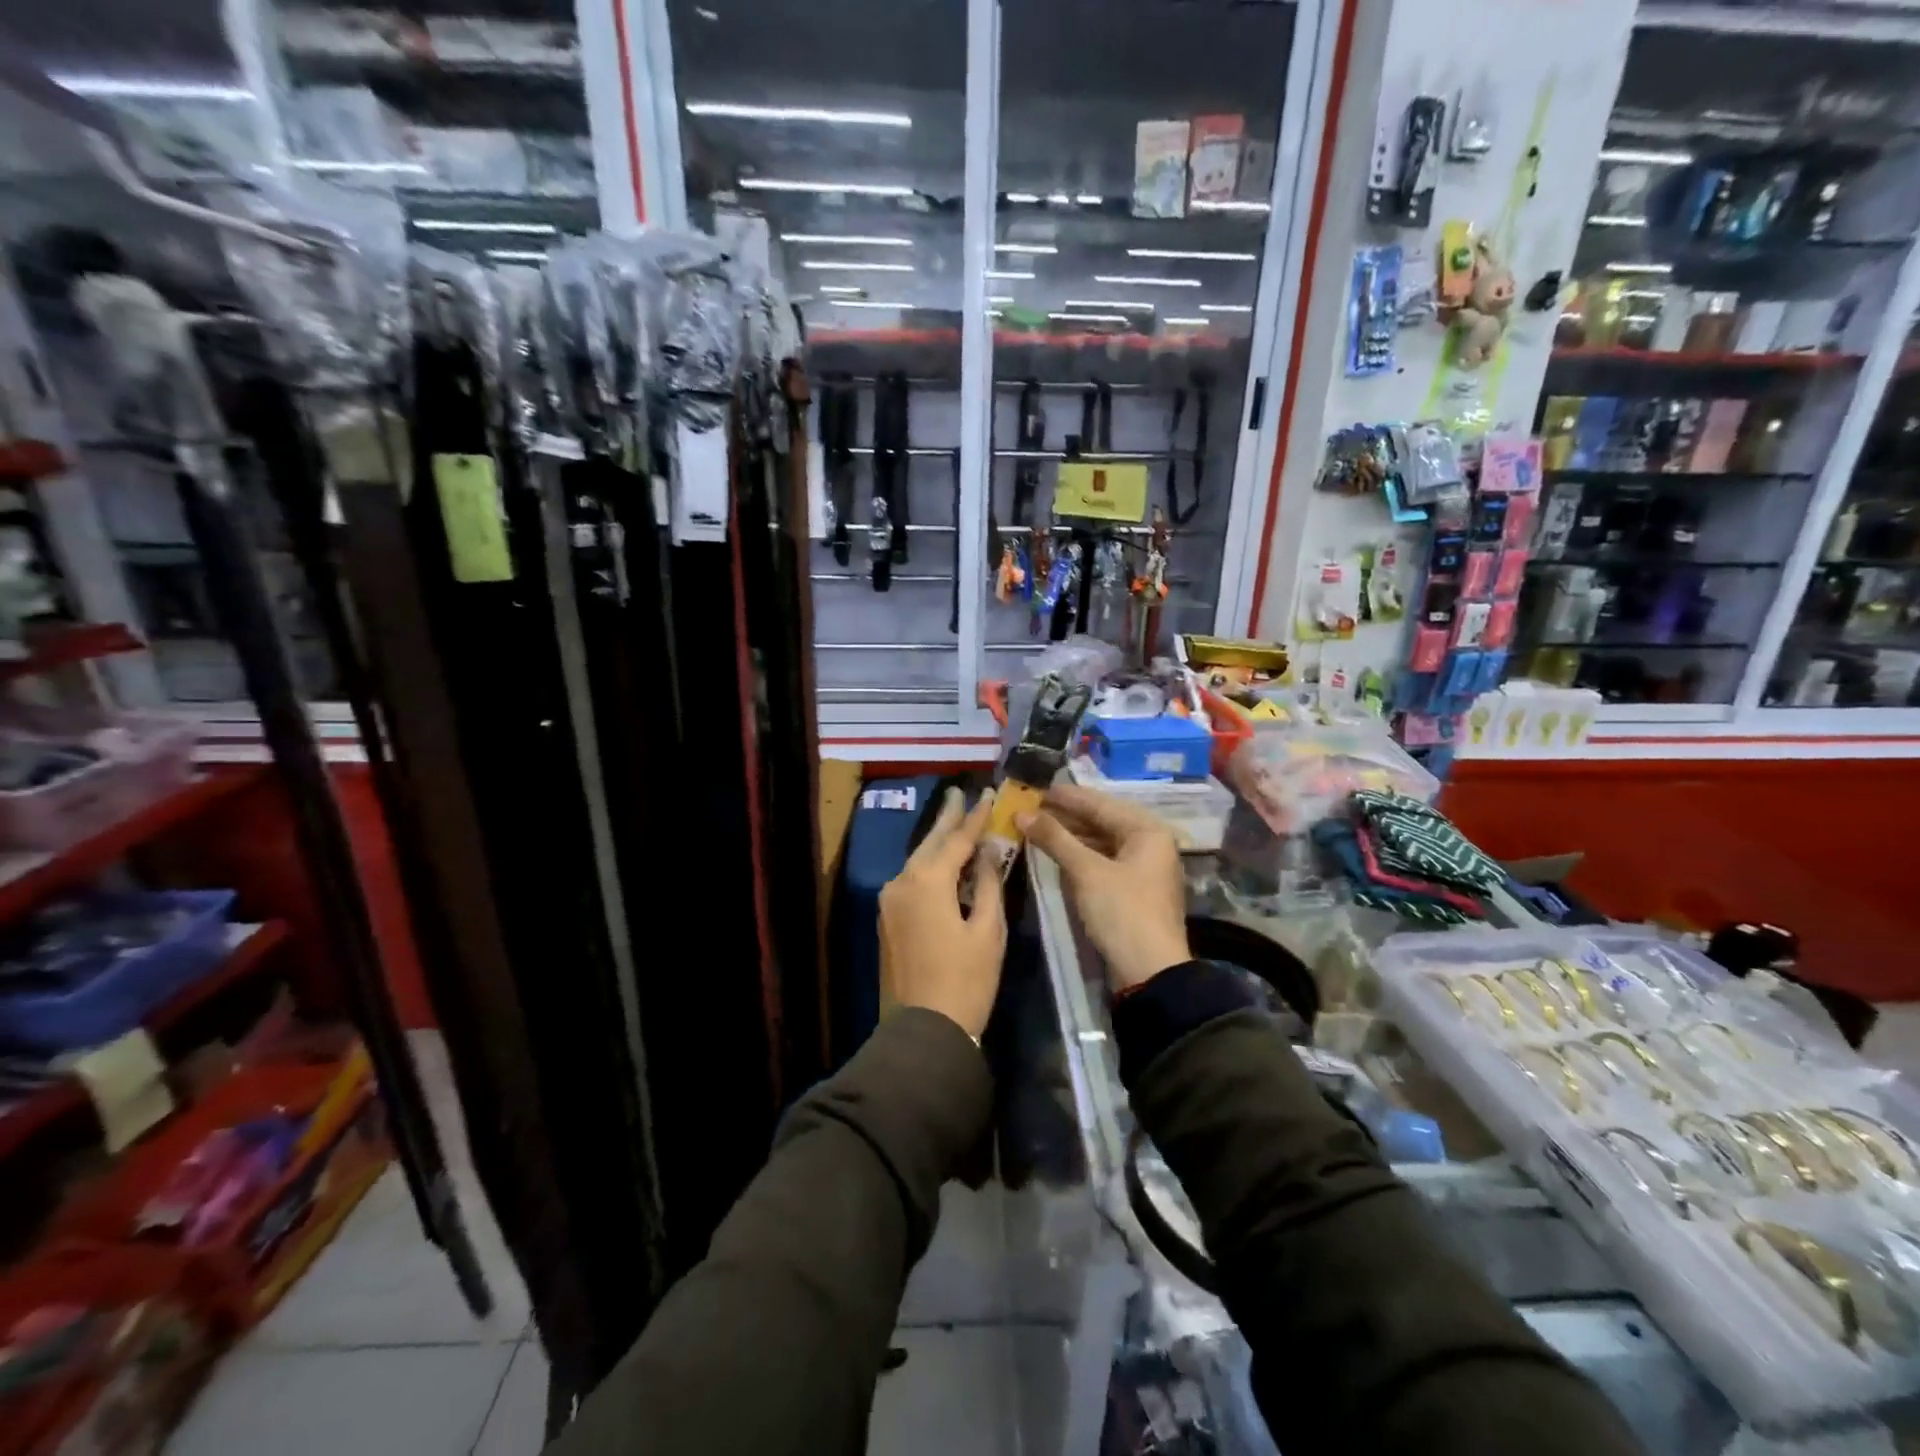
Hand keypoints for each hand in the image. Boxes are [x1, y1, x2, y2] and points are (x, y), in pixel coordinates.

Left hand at [880, 787, 1006, 1039]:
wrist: (924, 1030)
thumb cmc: (966, 980)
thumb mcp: (987, 930)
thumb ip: (988, 884)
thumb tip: (989, 852)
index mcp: (927, 881)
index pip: (956, 839)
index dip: (975, 817)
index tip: (989, 794)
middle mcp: (901, 882)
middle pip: (929, 843)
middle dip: (947, 818)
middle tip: (959, 792)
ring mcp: (889, 901)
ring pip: (917, 861)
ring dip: (936, 843)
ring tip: (953, 821)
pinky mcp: (886, 919)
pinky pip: (910, 881)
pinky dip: (928, 867)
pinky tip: (941, 863)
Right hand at [1020, 783, 1189, 992]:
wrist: (1150, 973)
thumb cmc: (1122, 912)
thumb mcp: (1086, 872)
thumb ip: (1055, 838)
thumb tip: (1022, 813)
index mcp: (1148, 831)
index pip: (1101, 804)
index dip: (1067, 797)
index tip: (1036, 789)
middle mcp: (1150, 843)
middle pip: (1103, 821)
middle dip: (1066, 816)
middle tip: (1031, 808)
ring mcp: (1143, 868)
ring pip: (1101, 842)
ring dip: (1070, 836)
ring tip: (1037, 827)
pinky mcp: (1133, 890)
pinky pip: (1103, 861)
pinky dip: (1080, 855)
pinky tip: (1056, 852)